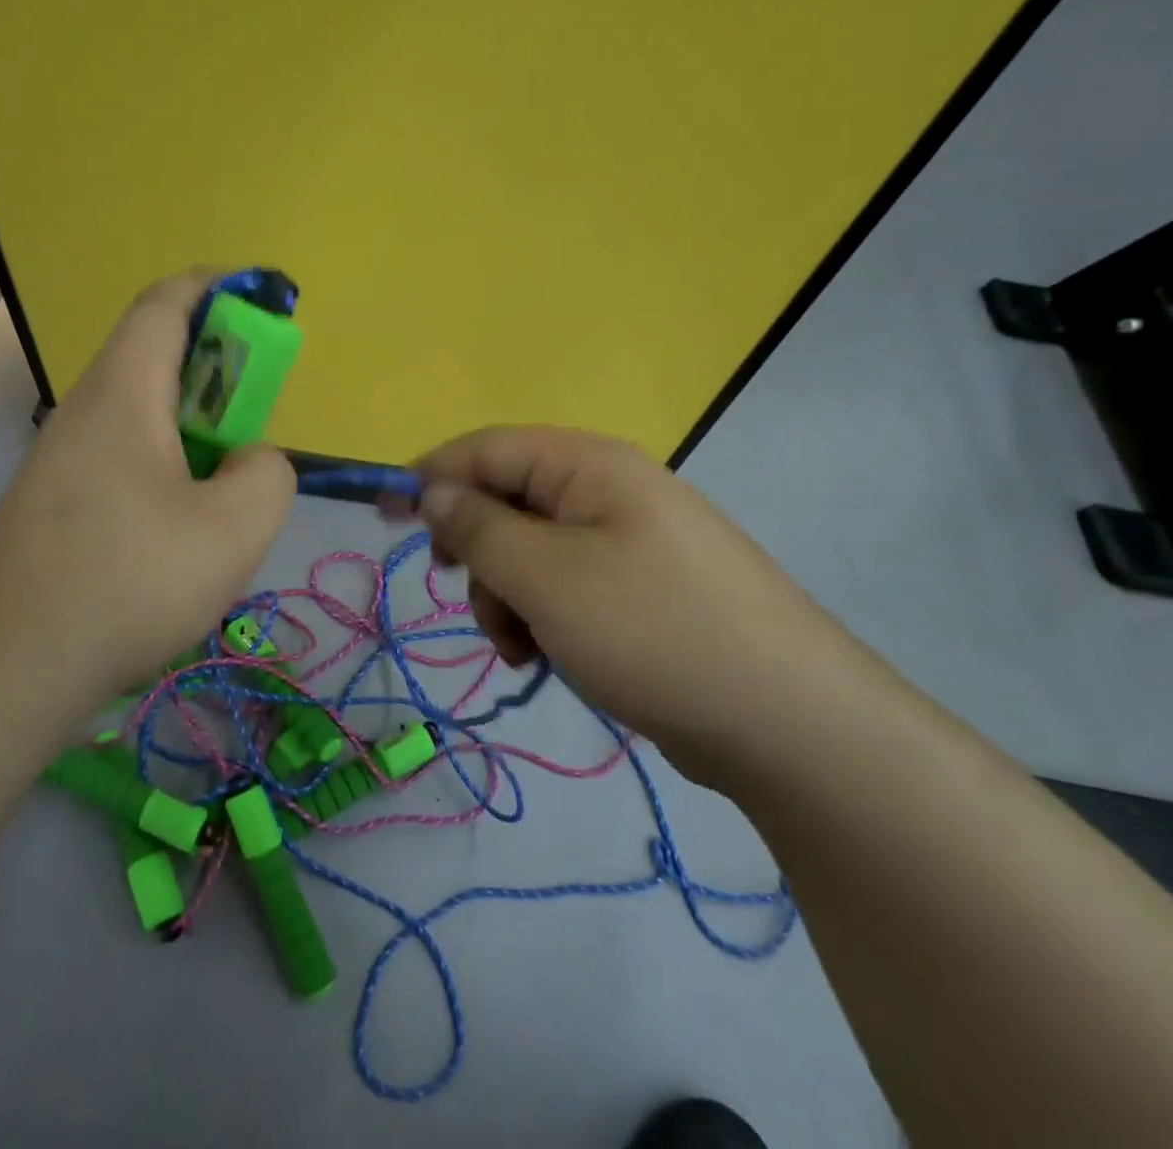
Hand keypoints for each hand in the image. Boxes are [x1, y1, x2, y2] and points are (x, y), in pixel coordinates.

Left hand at [0, 270, 295, 704]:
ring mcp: (62, 460)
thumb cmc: (128, 580)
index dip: (215, 287)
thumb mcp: (233, 528)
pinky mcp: (55, 504)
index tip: (261, 300)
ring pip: (140, 414)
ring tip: (229, 482)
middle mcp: (86, 411)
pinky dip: (166, 465)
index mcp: (124, 392)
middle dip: (216, 367)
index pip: (165, 304)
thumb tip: (251, 461)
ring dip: (192, 427)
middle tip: (258, 413)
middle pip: (154, 356)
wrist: (10, 663)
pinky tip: (184, 527)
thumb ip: (267, 474)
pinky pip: (123, 458)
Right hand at [416, 426, 883, 782]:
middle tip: (462, 593)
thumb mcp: (545, 576)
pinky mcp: (637, 591)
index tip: (383, 515)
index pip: (485, 448)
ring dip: (507, 597)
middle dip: (477, 553)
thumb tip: (432, 493)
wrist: (789, 724)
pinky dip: (541, 618)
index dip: (428, 475)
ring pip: (529, 553)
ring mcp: (626, 543)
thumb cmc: (652, 630)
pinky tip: (549, 658)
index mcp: (587, 466)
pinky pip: (562, 587)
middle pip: (505, 502)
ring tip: (522, 647)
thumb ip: (477, 528)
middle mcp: (606, 492)